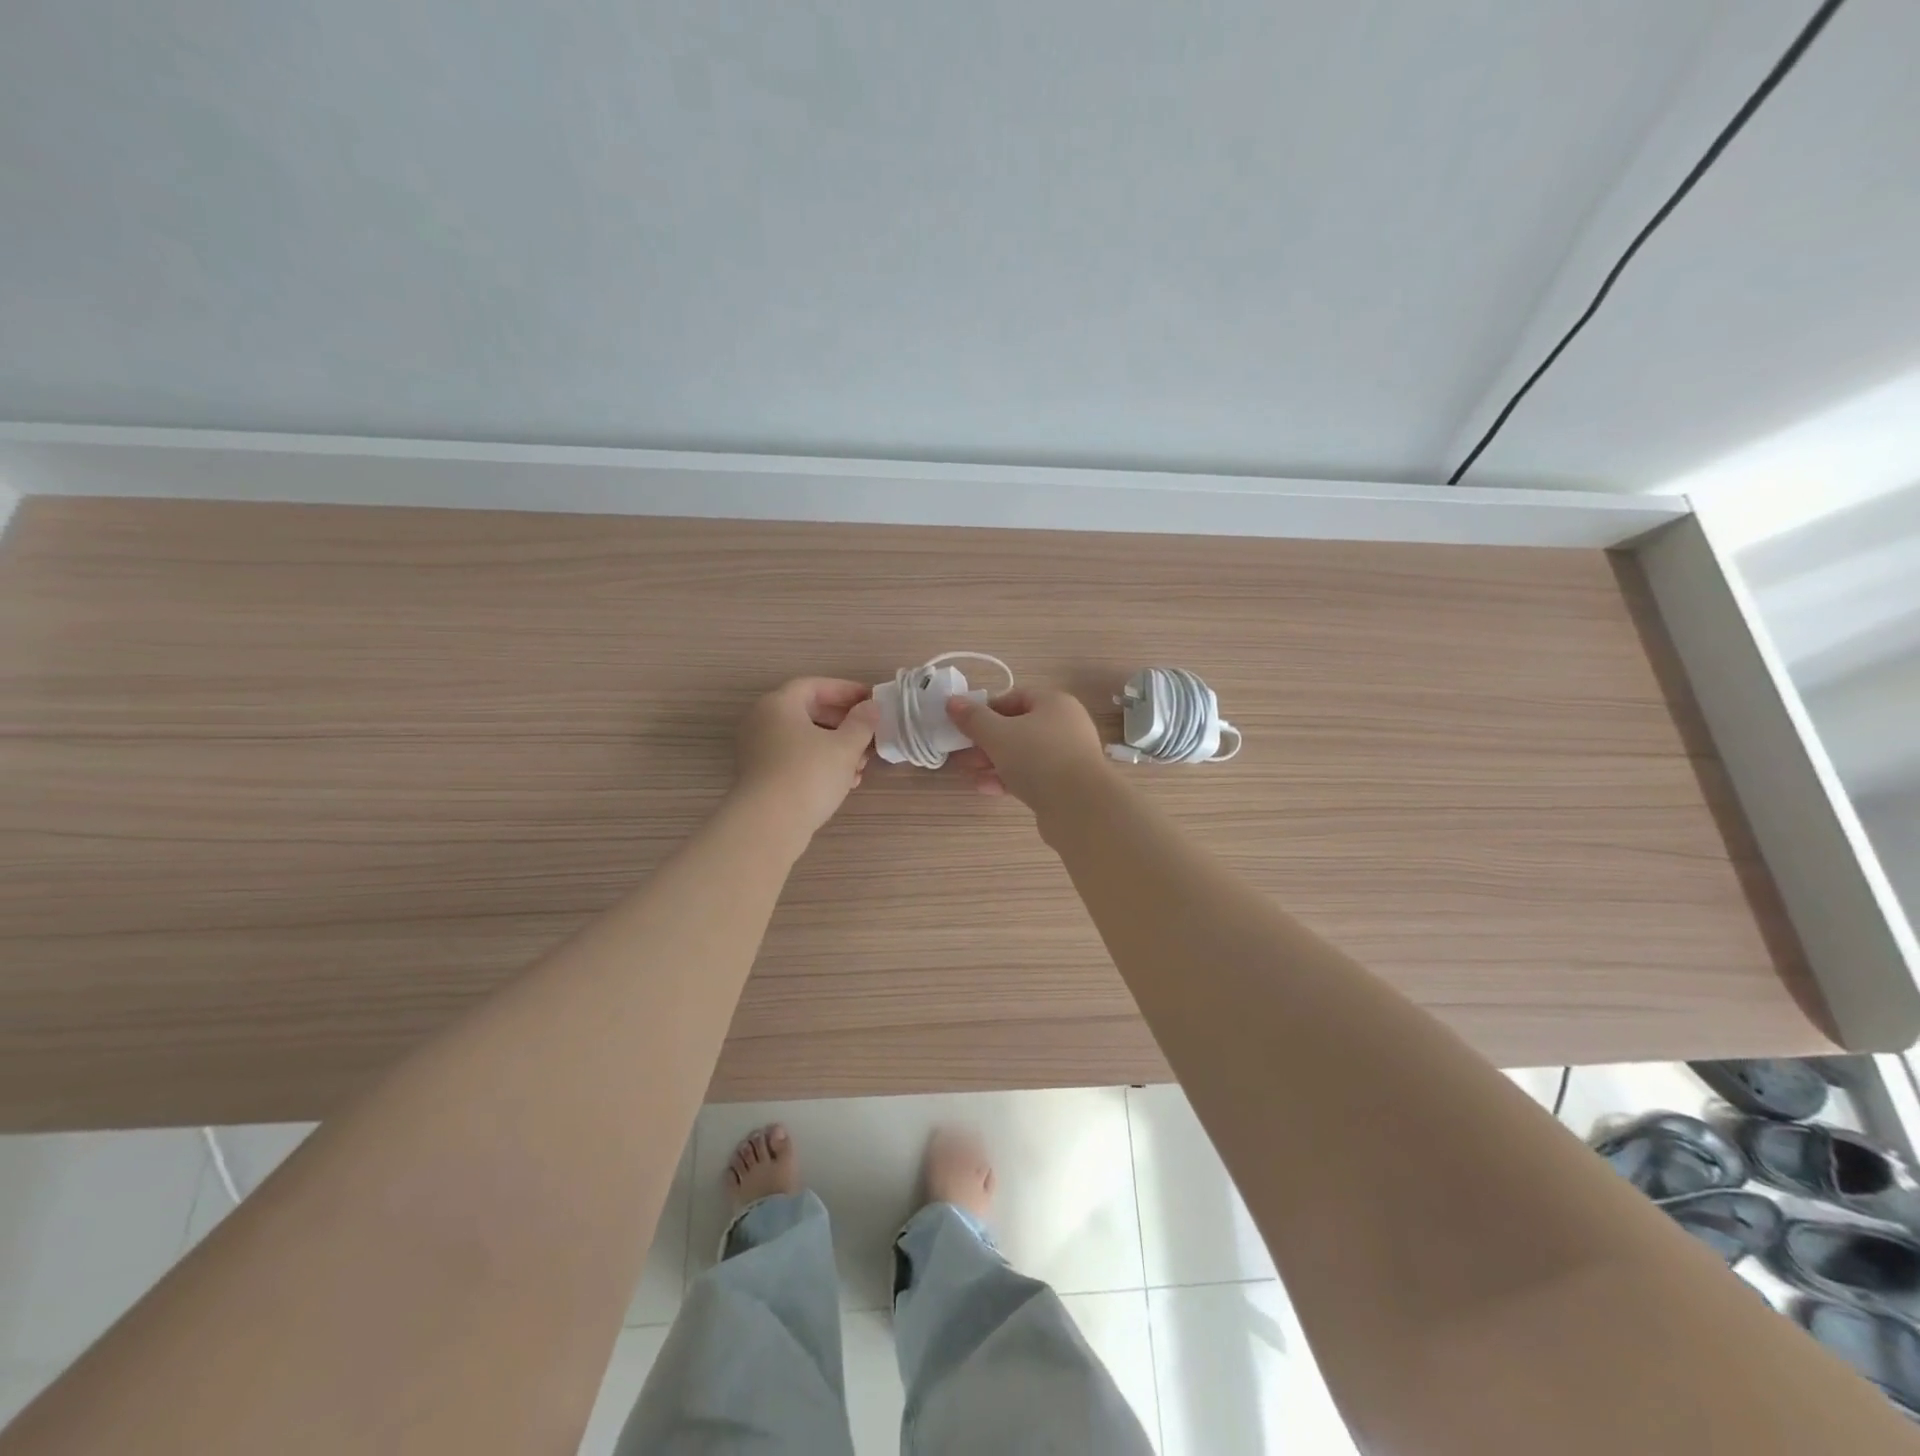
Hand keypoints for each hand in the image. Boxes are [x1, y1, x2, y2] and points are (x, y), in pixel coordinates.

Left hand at [733, 678, 878, 839]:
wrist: (769, 824)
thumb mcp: (845, 746)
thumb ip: (862, 722)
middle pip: (809, 712)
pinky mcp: (760, 775)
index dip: (845, 690)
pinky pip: (795, 759)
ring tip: (862, 764)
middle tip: (870, 733)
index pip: (815, 686)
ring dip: (835, 747)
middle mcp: (762, 721)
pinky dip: (820, 763)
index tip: (871, 700)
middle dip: (844, 723)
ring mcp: (758, 749)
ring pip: (804, 739)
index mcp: (779, 704)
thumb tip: (871, 707)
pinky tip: (845, 782)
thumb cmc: (809, 774)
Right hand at [945, 688, 1108, 810]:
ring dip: (993, 762)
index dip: (987, 709)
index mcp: (1054, 703)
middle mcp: (1064, 726)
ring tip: (967, 772)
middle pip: (1017, 728)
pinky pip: (1031, 776)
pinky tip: (985, 788)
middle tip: (961, 753)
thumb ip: (973, 718)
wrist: (1080, 807)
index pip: (1015, 697)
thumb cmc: (1037, 757)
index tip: (965, 725)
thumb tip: (952, 702)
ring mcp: (1067, 757)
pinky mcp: (1064, 785)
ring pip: (1022, 755)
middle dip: (985, 741)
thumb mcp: (997, 734)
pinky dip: (1008, 779)